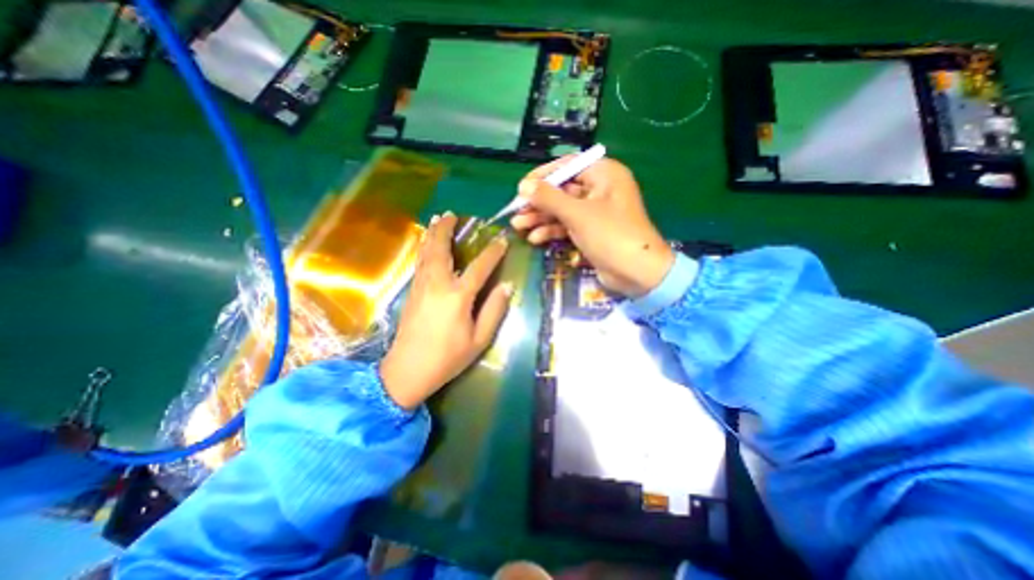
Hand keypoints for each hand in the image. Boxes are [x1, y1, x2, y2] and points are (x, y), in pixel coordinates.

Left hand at [379, 211, 511, 406]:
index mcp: (458, 296)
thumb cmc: (448, 358)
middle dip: (446, 229)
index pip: (480, 267)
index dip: (493, 252)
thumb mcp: (479, 339)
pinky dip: (424, 248)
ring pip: (426, 252)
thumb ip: (494, 310)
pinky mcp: (412, 292)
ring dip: (432, 234)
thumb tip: (507, 287)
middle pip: (441, 249)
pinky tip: (426, 245)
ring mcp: (421, 286)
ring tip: (437, 220)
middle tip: (451, 214)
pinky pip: (419, 262)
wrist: (407, 371)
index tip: (502, 240)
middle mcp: (438, 284)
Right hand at [512, 155, 675, 295]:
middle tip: (516, 211)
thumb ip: (549, 198)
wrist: (636, 273)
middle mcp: (599, 189)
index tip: (522, 187)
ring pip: (562, 210)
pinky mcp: (591, 231)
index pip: (568, 166)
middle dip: (538, 202)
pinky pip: (567, 225)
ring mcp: (594, 212)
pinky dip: (552, 230)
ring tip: (519, 227)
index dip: (543, 176)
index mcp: (604, 174)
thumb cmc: (611, 235)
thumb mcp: (578, 214)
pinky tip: (535, 238)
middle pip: (562, 190)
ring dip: (541, 218)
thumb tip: (524, 186)